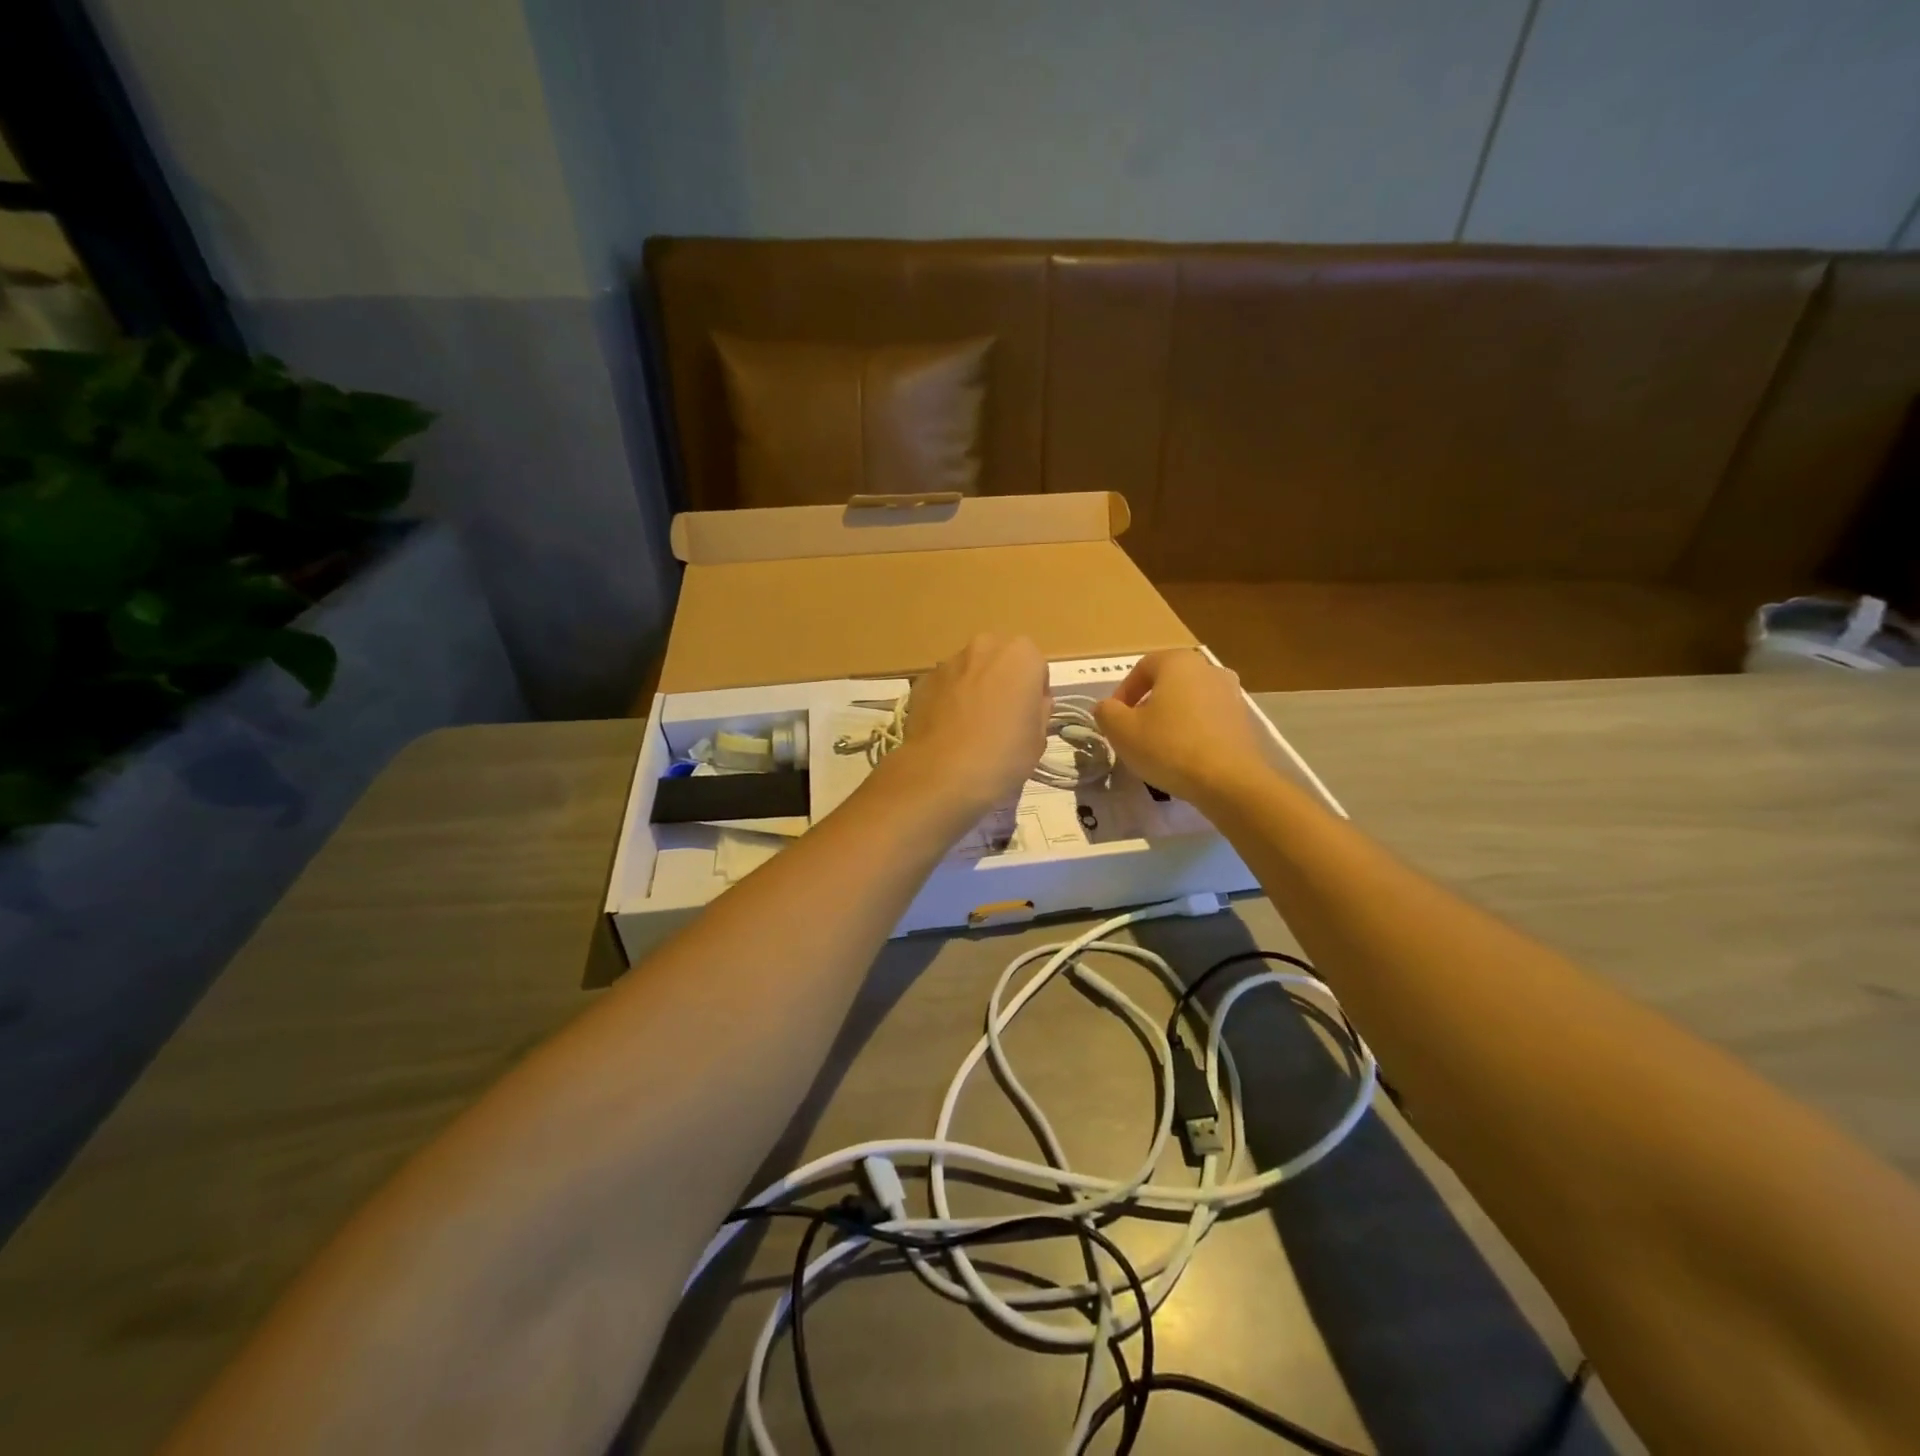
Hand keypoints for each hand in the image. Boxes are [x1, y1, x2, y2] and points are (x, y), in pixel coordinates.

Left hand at [888, 634, 1048, 818]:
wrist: (942, 774)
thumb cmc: (1002, 755)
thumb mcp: (1038, 738)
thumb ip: (1038, 710)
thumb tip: (1029, 703)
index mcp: (1020, 655)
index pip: (1035, 667)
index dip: (1033, 693)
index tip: (1027, 717)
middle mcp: (984, 648)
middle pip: (999, 661)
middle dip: (1001, 682)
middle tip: (1000, 719)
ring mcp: (948, 662)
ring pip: (969, 671)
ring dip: (973, 689)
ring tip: (970, 728)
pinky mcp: (922, 681)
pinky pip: (944, 687)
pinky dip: (948, 701)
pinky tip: (948, 732)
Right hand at [1093, 650, 1271, 808]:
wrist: (1229, 780)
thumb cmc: (1169, 747)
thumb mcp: (1122, 731)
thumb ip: (1106, 712)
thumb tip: (1107, 707)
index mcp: (1178, 662)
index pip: (1141, 668)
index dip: (1122, 693)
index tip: (1114, 720)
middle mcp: (1208, 669)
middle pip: (1167, 683)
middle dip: (1147, 706)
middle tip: (1133, 733)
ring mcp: (1231, 693)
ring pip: (1188, 701)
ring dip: (1170, 719)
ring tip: (1158, 748)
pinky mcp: (1244, 720)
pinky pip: (1207, 719)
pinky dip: (1192, 731)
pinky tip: (1184, 757)